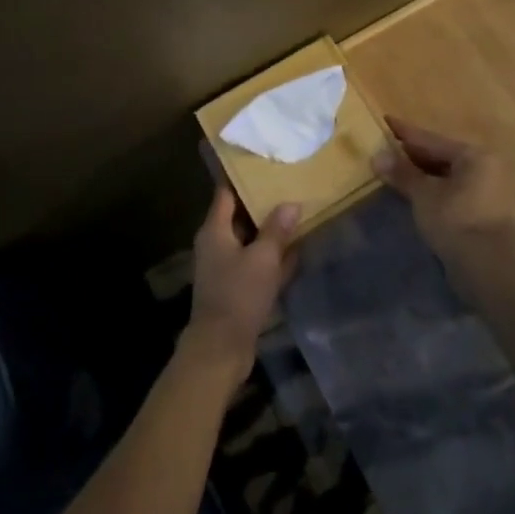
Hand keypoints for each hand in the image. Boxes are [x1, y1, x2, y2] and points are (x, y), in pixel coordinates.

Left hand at [182, 173, 299, 385]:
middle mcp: (217, 245)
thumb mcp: (262, 259)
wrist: (221, 349)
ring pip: (252, 241)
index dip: (243, 178)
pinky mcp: (238, 289)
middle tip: (289, 185)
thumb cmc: (238, 295)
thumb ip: (277, 230)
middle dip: (263, 204)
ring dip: (272, 232)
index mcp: (215, 230)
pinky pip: (258, 264)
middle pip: (240, 216)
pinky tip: (298, 250)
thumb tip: (291, 203)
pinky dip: (274, 257)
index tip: (264, 164)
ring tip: (299, 212)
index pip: (226, 194)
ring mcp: (227, 268)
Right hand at [374, 117, 514, 276]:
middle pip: (441, 155)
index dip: (405, 132)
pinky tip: (415, 193)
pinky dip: (433, 190)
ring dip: (422, 174)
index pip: (431, 139)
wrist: (489, 270)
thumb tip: (377, 156)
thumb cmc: (456, 221)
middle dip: (413, 154)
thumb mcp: (424, 195)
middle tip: (386, 147)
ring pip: (447, 175)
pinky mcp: (484, 213)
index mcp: (473, 155)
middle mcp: (485, 167)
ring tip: (395, 170)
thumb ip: (402, 173)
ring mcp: (487, 191)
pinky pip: (452, 191)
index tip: (385, 120)